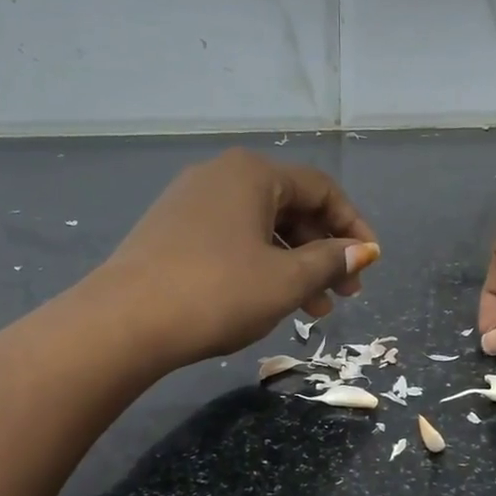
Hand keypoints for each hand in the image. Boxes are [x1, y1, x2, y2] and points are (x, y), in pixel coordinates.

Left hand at [98, 149, 379, 366]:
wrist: (124, 322)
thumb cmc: (217, 292)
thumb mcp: (286, 281)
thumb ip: (330, 261)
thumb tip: (363, 250)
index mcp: (253, 174)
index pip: (321, 189)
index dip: (353, 226)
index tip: (370, 262)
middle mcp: (221, 176)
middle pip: (290, 207)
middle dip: (324, 251)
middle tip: (344, 293)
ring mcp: (190, 202)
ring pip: (260, 228)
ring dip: (294, 265)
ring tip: (313, 309)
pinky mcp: (170, 231)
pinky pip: (231, 240)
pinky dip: (259, 265)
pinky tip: (269, 300)